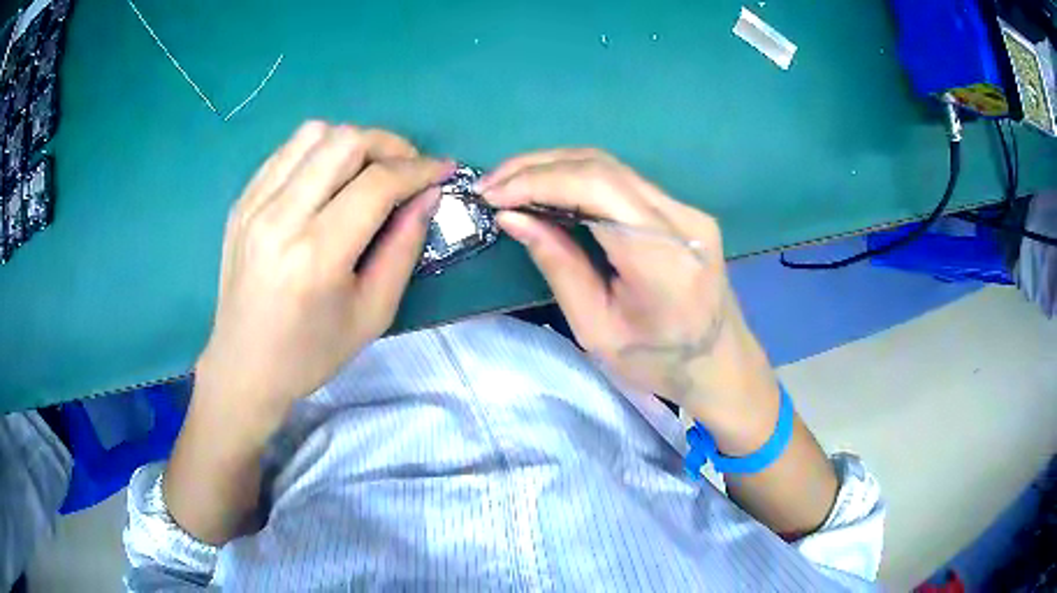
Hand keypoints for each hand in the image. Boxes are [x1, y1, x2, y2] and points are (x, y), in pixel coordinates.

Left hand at [195, 122, 451, 419]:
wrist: (244, 366)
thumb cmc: (311, 353)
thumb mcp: (373, 313)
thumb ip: (405, 247)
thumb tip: (429, 194)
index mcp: (316, 256)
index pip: (376, 183)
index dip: (419, 169)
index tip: (442, 171)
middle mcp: (279, 218)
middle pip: (344, 142)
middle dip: (389, 144)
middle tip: (406, 168)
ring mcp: (254, 205)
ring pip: (313, 134)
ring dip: (352, 142)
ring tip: (367, 170)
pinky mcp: (241, 202)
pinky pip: (287, 151)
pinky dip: (318, 151)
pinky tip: (328, 178)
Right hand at [479, 149, 779, 450]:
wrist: (721, 362)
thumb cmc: (659, 362)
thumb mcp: (597, 330)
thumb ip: (558, 266)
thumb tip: (512, 217)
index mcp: (661, 257)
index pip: (596, 189)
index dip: (538, 181)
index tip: (492, 194)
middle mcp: (680, 219)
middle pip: (602, 166)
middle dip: (538, 167)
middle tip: (491, 184)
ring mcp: (685, 209)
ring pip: (611, 166)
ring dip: (555, 167)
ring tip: (510, 183)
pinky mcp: (682, 209)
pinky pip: (623, 181)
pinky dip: (578, 179)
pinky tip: (549, 190)